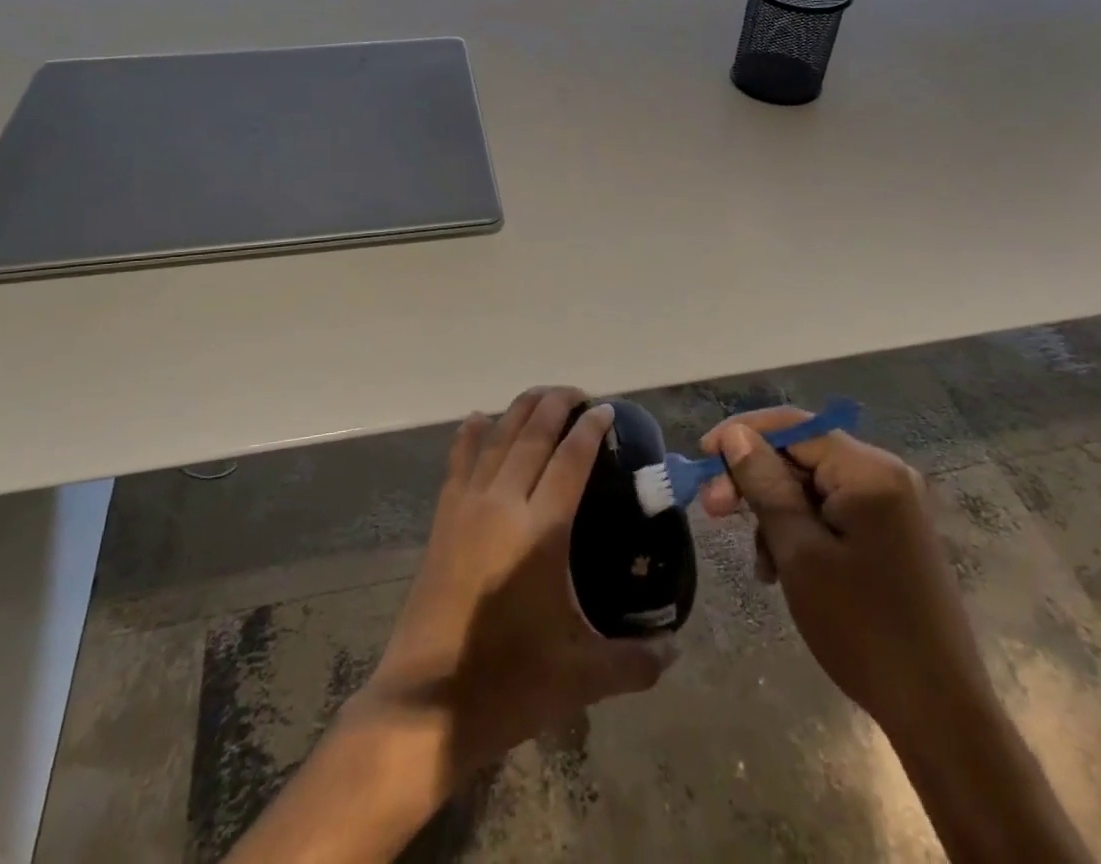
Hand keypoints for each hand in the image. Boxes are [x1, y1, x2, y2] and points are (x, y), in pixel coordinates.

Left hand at [364, 387, 673, 775]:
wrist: (426, 706)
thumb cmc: (508, 684)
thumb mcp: (580, 677)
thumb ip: (634, 660)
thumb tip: (675, 651)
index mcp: (540, 531)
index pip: (570, 460)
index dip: (590, 429)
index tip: (606, 410)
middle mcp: (503, 504)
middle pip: (532, 435)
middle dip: (556, 405)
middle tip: (579, 394)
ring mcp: (467, 507)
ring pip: (497, 438)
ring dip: (520, 410)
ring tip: (541, 396)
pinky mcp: (443, 519)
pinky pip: (459, 460)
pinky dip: (472, 434)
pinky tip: (480, 419)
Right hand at [698, 408, 993, 741]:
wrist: (940, 715)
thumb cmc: (862, 628)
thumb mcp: (799, 552)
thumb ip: (765, 484)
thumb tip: (735, 436)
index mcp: (868, 470)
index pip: (792, 426)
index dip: (741, 434)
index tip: (701, 457)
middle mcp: (884, 474)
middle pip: (802, 453)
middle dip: (755, 478)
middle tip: (712, 508)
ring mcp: (892, 505)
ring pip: (812, 484)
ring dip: (774, 510)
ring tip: (756, 559)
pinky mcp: (891, 533)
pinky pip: (832, 510)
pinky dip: (801, 529)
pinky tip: (781, 567)